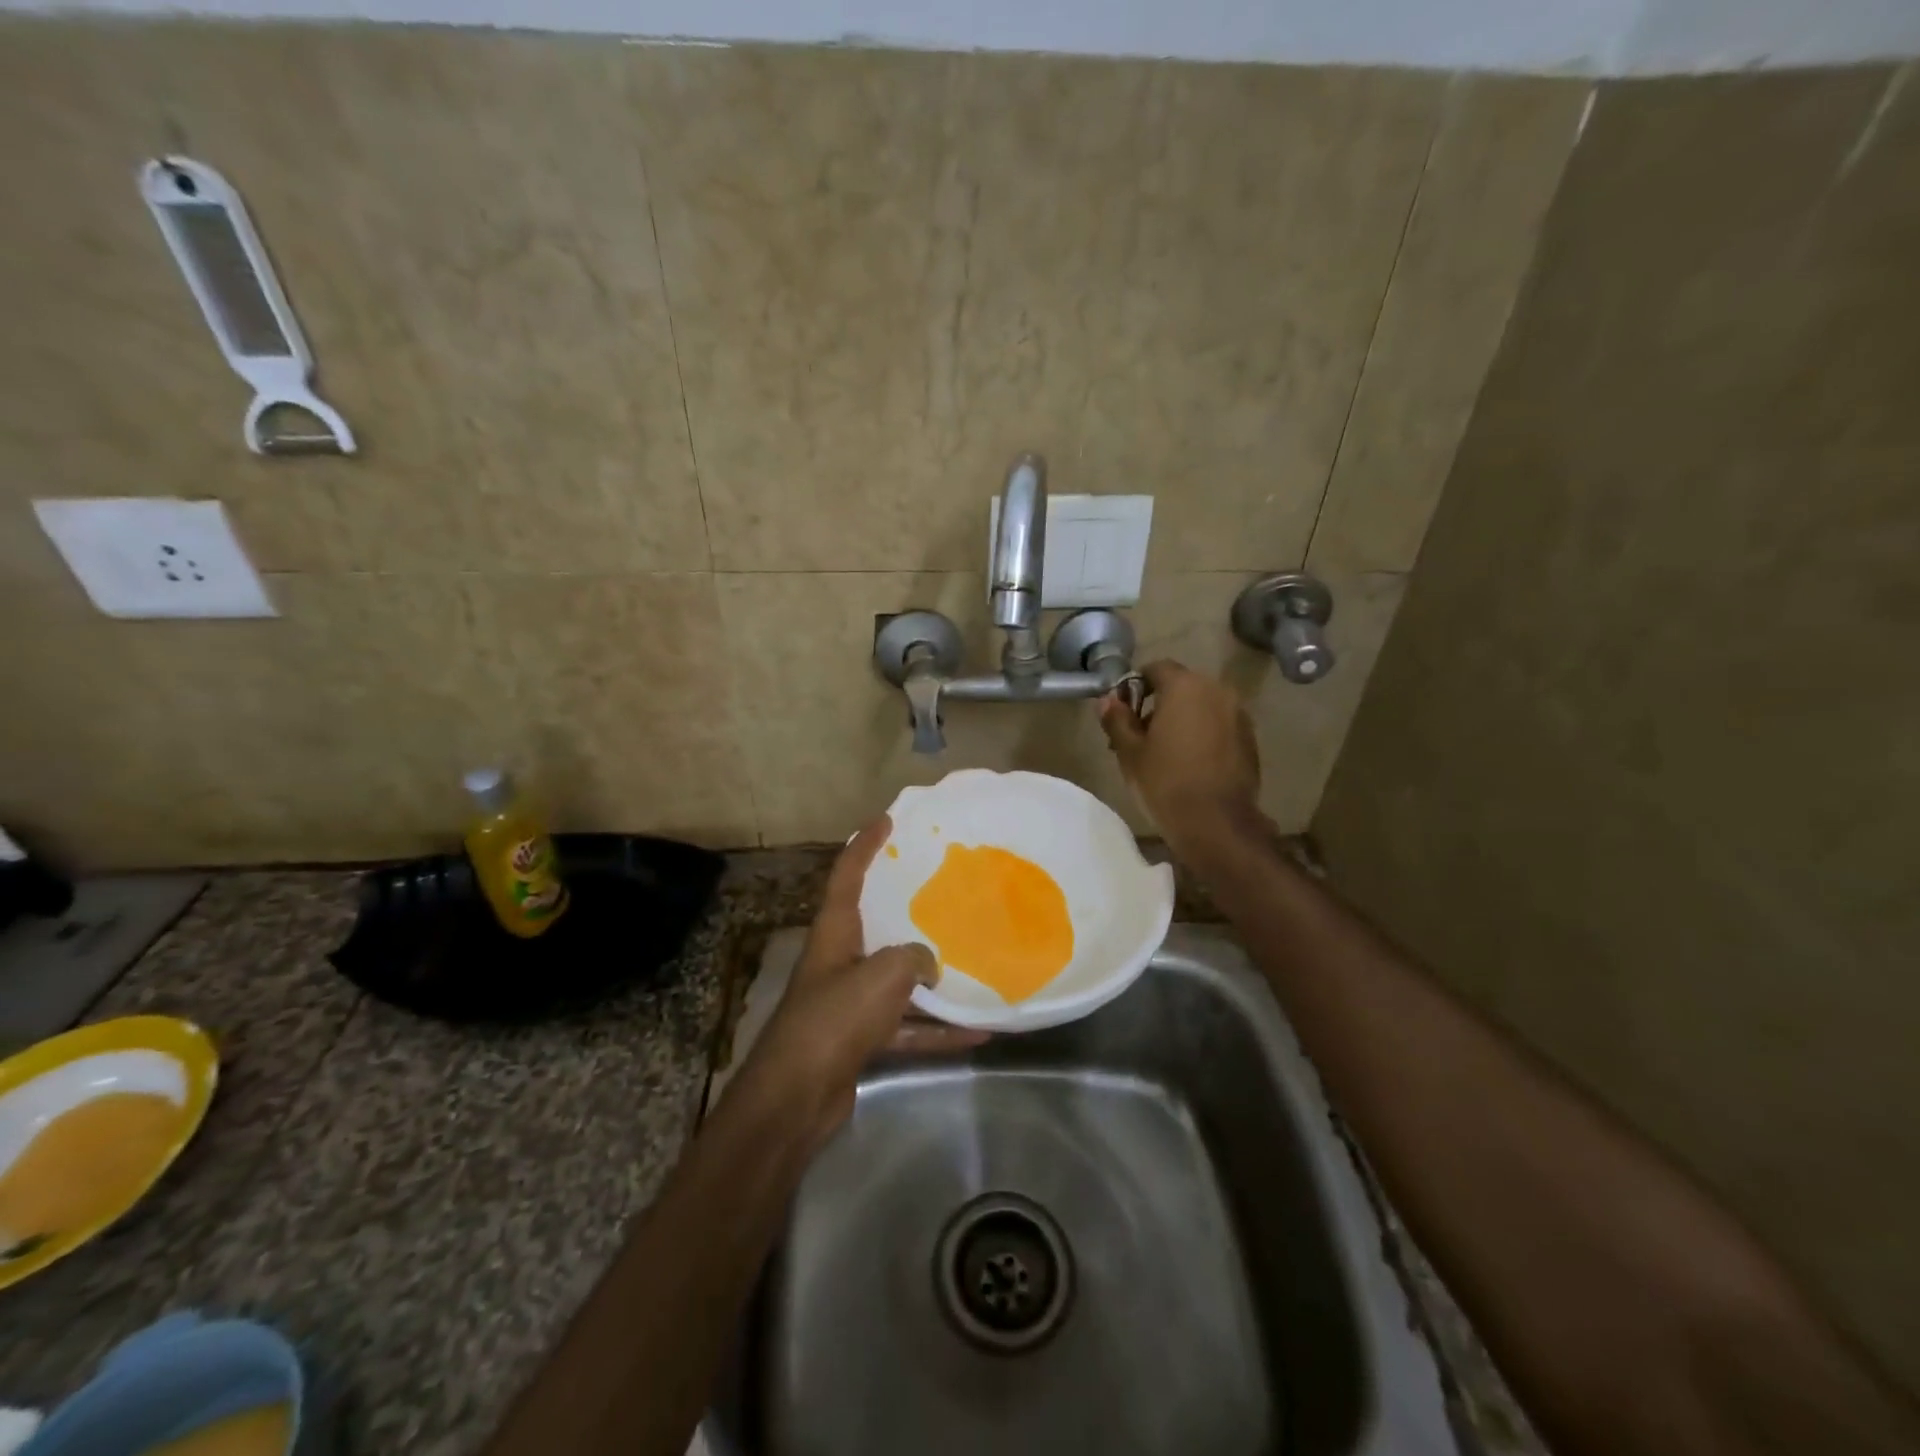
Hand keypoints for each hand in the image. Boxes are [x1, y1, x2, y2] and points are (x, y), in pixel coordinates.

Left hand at [733, 817, 985, 1149]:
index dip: (865, 844)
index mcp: (834, 933)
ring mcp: (849, 1002)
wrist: (795, 1098)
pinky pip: (907, 1027)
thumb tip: (929, 965)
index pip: (847, 875)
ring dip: (932, 979)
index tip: (886, 820)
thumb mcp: (881, 976)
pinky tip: (977, 1032)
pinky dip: (937, 1030)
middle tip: (941, 888)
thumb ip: (912, 959)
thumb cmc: (834, 1020)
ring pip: (897, 980)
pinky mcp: (860, 1039)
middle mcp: (840, 961)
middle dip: (904, 906)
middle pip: (874, 923)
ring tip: (974, 964)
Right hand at [1099, 660, 1261, 845]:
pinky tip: (1190, 763)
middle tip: (1139, 735)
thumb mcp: (1130, 752)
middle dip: (1159, 704)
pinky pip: (1219, 725)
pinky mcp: (1250, 739)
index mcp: (1185, 686)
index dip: (1135, 685)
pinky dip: (1203, 734)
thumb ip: (1117, 719)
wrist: (1217, 824)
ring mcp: (1238, 714)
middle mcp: (1216, 690)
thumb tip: (1108, 700)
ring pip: (1202, 706)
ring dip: (1182, 719)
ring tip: (1165, 752)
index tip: (1123, 712)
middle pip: (1181, 686)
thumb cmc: (1165, 782)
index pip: (1156, 668)